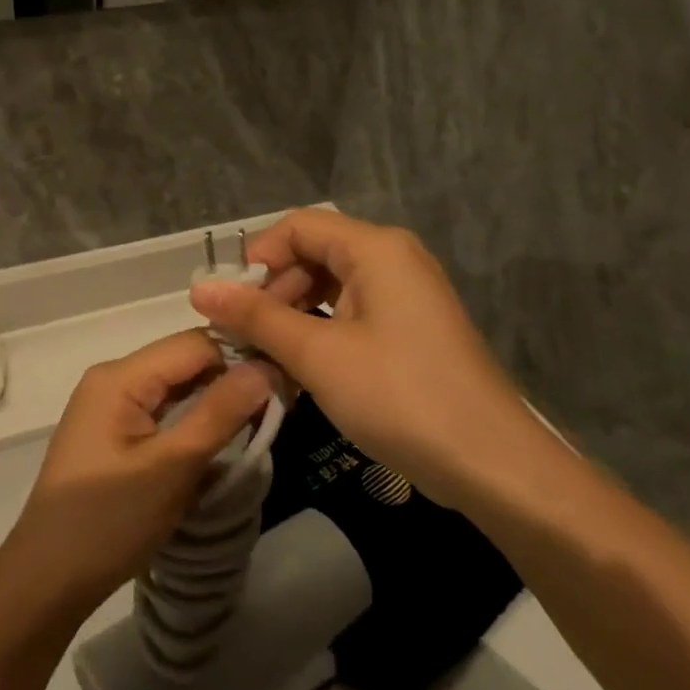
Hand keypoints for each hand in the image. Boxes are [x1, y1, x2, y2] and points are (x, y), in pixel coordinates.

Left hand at [1, 330, 272, 617]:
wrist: (46, 581)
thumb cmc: (108, 521)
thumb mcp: (171, 467)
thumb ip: (219, 413)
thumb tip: (266, 366)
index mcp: (120, 376)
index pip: (194, 343)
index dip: (241, 356)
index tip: (285, 380)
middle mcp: (113, 379)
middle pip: (184, 362)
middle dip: (230, 379)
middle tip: (279, 404)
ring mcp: (110, 407)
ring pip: (176, 388)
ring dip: (214, 402)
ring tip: (260, 420)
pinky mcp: (113, 434)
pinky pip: (162, 412)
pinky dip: (193, 422)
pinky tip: (221, 439)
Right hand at [189, 208, 546, 503]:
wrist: (491, 463)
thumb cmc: (399, 396)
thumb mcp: (318, 354)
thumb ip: (257, 317)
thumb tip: (198, 288)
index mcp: (376, 248)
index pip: (298, 227)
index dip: (258, 259)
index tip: (232, 306)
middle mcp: (394, 259)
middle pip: (315, 254)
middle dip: (274, 291)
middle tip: (247, 339)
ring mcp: (407, 296)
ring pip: (332, 287)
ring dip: (294, 316)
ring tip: (268, 359)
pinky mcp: (411, 330)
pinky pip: (353, 314)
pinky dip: (321, 333)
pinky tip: (302, 370)